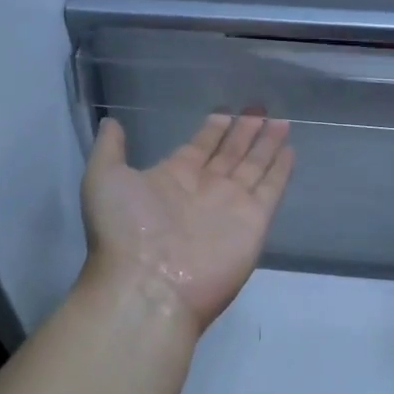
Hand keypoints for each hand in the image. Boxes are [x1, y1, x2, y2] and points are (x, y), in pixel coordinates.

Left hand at [80, 112, 294, 335]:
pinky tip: (290, 150)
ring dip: (266, 144)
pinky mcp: (254, 221)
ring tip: (281, 121)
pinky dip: (280, 170)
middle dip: (245, 131)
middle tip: (260, 108)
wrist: (147, 286)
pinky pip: (271, 189)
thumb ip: (110, 148)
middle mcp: (204, 188)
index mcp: (172, 176)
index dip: (214, 128)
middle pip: (231, 153)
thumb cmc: (123, 230)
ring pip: (254, 166)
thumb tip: (112, 121)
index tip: (227, 110)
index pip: (200, 146)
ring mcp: (231, 205)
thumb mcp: (103, 179)